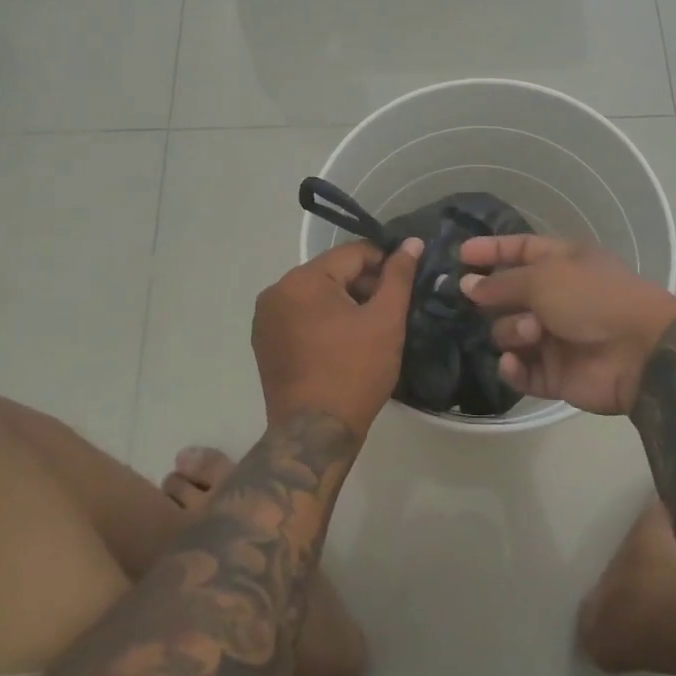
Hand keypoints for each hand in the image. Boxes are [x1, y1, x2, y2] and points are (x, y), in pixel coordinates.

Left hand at [253, 238, 423, 440]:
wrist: (315, 433)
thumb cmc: (355, 372)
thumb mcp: (386, 320)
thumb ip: (398, 276)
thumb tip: (412, 242)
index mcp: (302, 279)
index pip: (353, 254)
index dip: (384, 265)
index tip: (404, 287)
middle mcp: (276, 290)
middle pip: (331, 272)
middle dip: (362, 286)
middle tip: (389, 314)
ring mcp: (265, 317)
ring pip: (315, 294)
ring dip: (343, 304)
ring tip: (367, 331)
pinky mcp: (264, 341)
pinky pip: (299, 316)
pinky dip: (322, 321)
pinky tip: (341, 344)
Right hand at [458, 235, 675, 415]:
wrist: (639, 352)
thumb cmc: (593, 298)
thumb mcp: (544, 277)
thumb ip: (501, 283)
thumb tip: (468, 285)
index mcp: (561, 263)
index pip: (519, 250)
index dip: (490, 250)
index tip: (459, 255)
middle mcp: (555, 297)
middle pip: (505, 295)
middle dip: (492, 298)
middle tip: (477, 300)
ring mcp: (552, 337)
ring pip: (507, 333)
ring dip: (513, 331)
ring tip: (533, 332)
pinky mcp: (552, 374)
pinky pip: (519, 370)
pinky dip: (513, 367)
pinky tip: (515, 362)